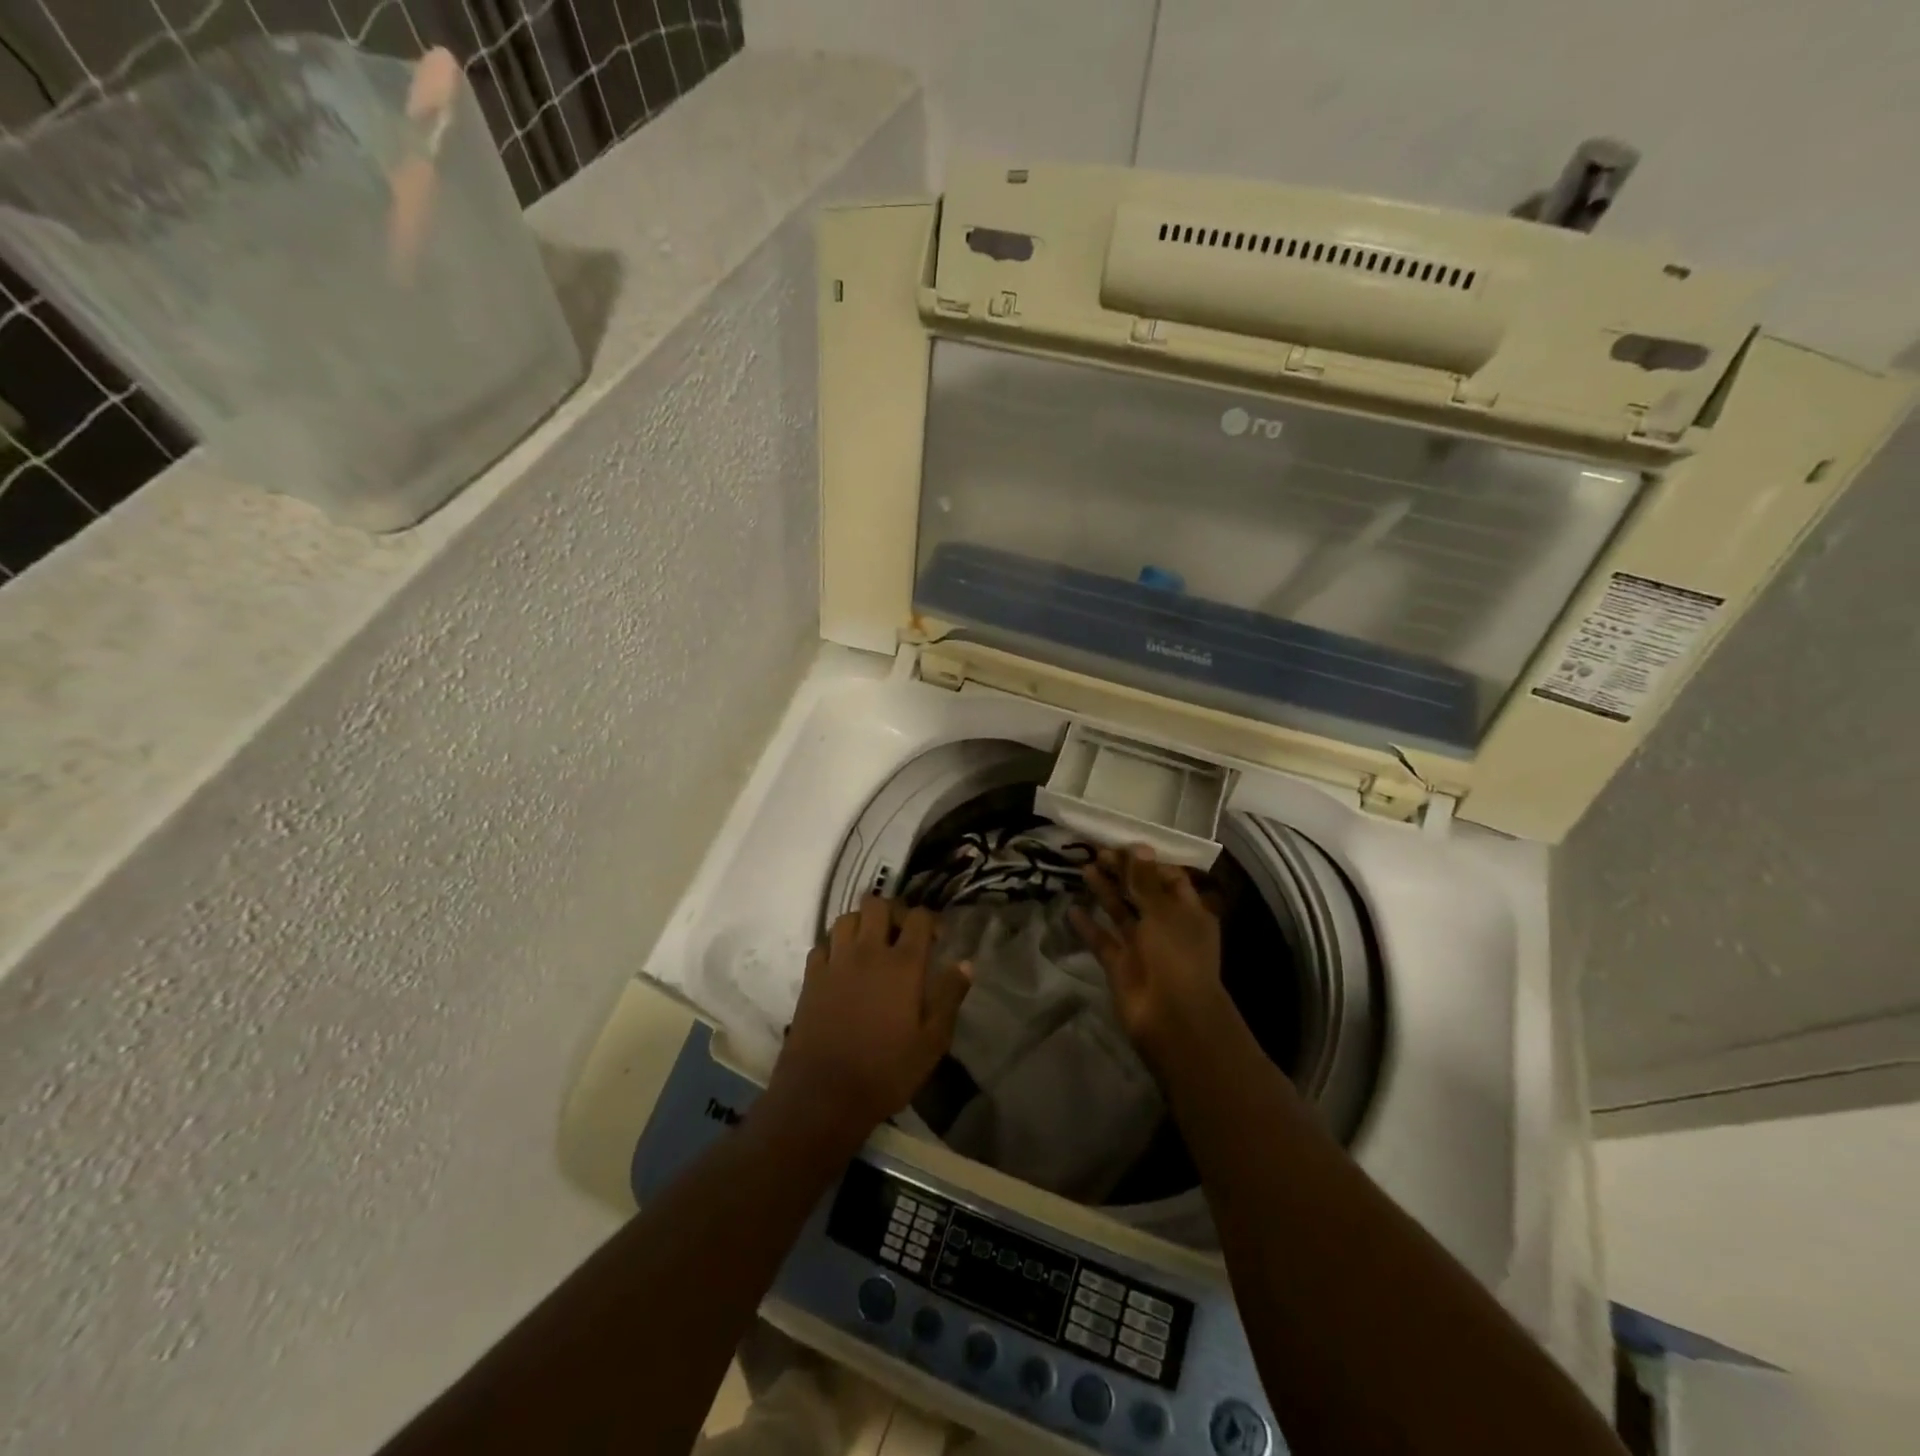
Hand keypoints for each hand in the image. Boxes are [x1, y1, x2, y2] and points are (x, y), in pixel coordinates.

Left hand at [763, 897, 971, 1144]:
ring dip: (861, 923)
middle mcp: (868, 952)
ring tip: (871, 945)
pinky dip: (835, 946)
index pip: (919, 918)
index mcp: (903, 965)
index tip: (937, 939)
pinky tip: (842, 964)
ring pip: (846, 918)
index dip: (930, 920)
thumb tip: (965, 964)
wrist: (823, 1095)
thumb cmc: (886, 1071)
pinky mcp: (811, 977)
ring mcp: (836, 962)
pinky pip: (822, 944)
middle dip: (893, 912)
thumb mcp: (932, 1042)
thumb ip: (949, 997)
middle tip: (901, 935)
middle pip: (877, 904)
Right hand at [1071, 845, 1234, 1073]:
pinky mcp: (1121, 965)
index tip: (1124, 847)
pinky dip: (1089, 926)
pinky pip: (1103, 940)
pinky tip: (1072, 909)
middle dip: (1123, 873)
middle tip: (1097, 853)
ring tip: (1085, 869)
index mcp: (1188, 912)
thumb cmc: (1176, 955)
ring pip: (1121, 913)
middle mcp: (1167, 927)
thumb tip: (1139, 847)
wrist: (1171, 1017)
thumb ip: (1146, 880)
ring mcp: (1143, 947)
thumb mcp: (1163, 911)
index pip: (1170, 878)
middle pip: (1142, 893)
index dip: (1148, 862)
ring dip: (1105, 892)